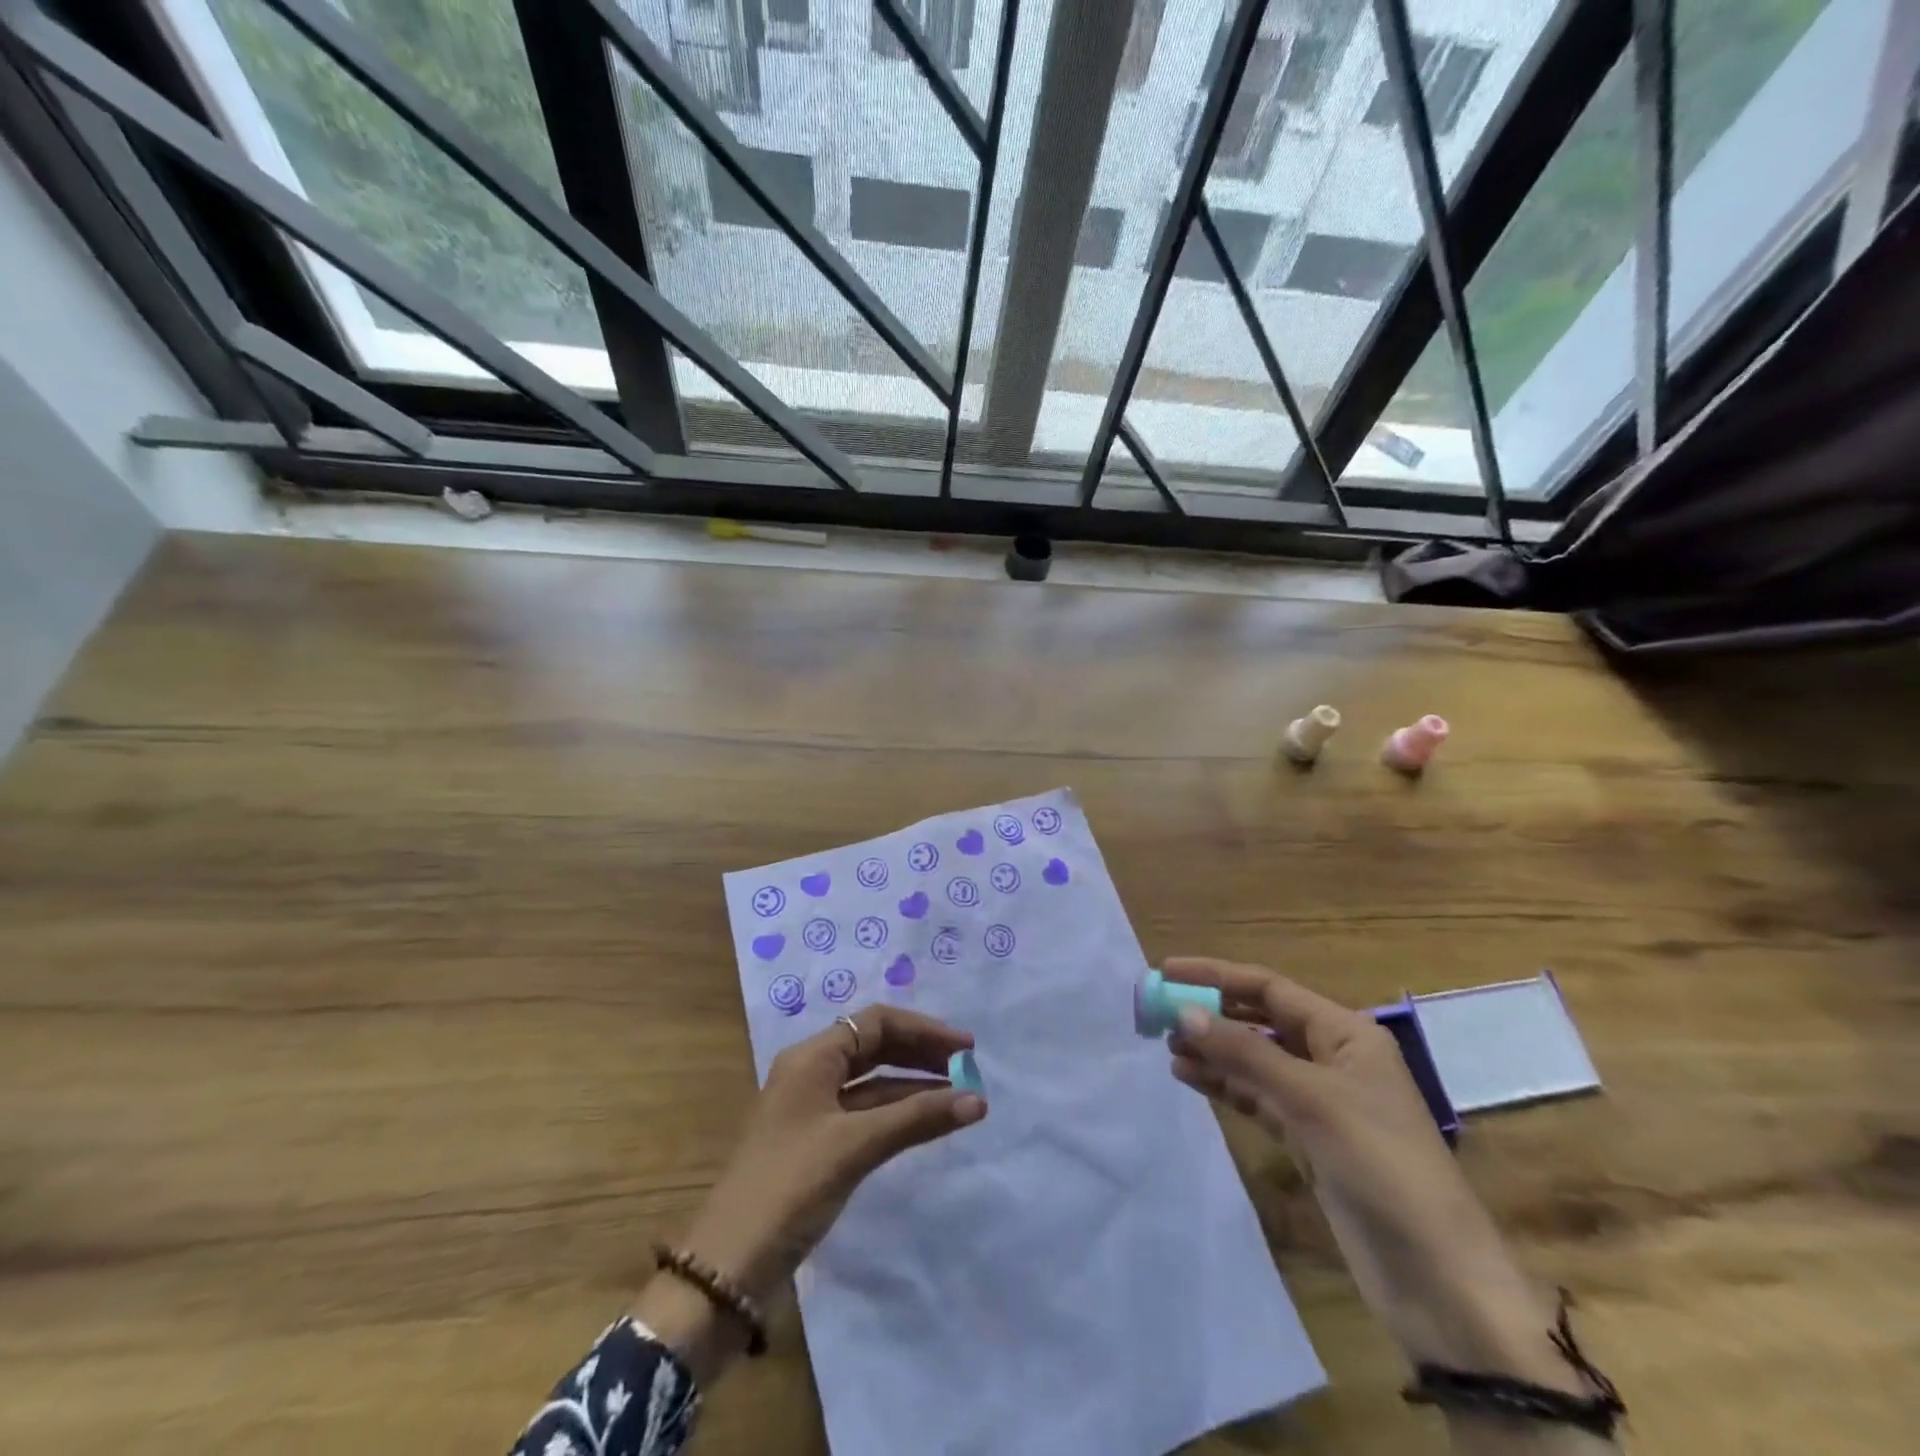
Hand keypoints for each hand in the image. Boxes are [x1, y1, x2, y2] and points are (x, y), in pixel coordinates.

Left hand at [637, 1006, 984, 1375]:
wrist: (728, 1265)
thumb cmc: (790, 1186)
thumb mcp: (856, 1145)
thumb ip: (916, 1119)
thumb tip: (978, 1099)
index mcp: (811, 1057)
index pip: (875, 1022)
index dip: (923, 1030)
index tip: (965, 1048)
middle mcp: (810, 1073)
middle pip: (874, 1046)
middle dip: (920, 1054)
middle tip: (966, 1069)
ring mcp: (811, 1109)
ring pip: (871, 1083)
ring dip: (912, 1087)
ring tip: (957, 1097)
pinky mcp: (815, 1144)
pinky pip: (864, 1113)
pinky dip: (896, 1114)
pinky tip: (925, 1125)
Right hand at [1162, 958, 1582, 1391]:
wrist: (1437, 1279)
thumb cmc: (1380, 1166)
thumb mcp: (1310, 1100)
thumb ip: (1244, 1053)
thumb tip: (1183, 1012)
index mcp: (1345, 1033)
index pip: (1268, 988)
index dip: (1215, 976)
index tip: (1167, 971)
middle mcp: (1331, 1057)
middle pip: (1259, 1021)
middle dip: (1211, 1013)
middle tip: (1159, 1013)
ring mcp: (1320, 1101)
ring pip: (1254, 1060)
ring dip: (1213, 1050)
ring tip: (1167, 1047)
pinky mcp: (1309, 1140)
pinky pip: (1257, 1097)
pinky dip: (1225, 1086)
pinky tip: (1190, 1078)